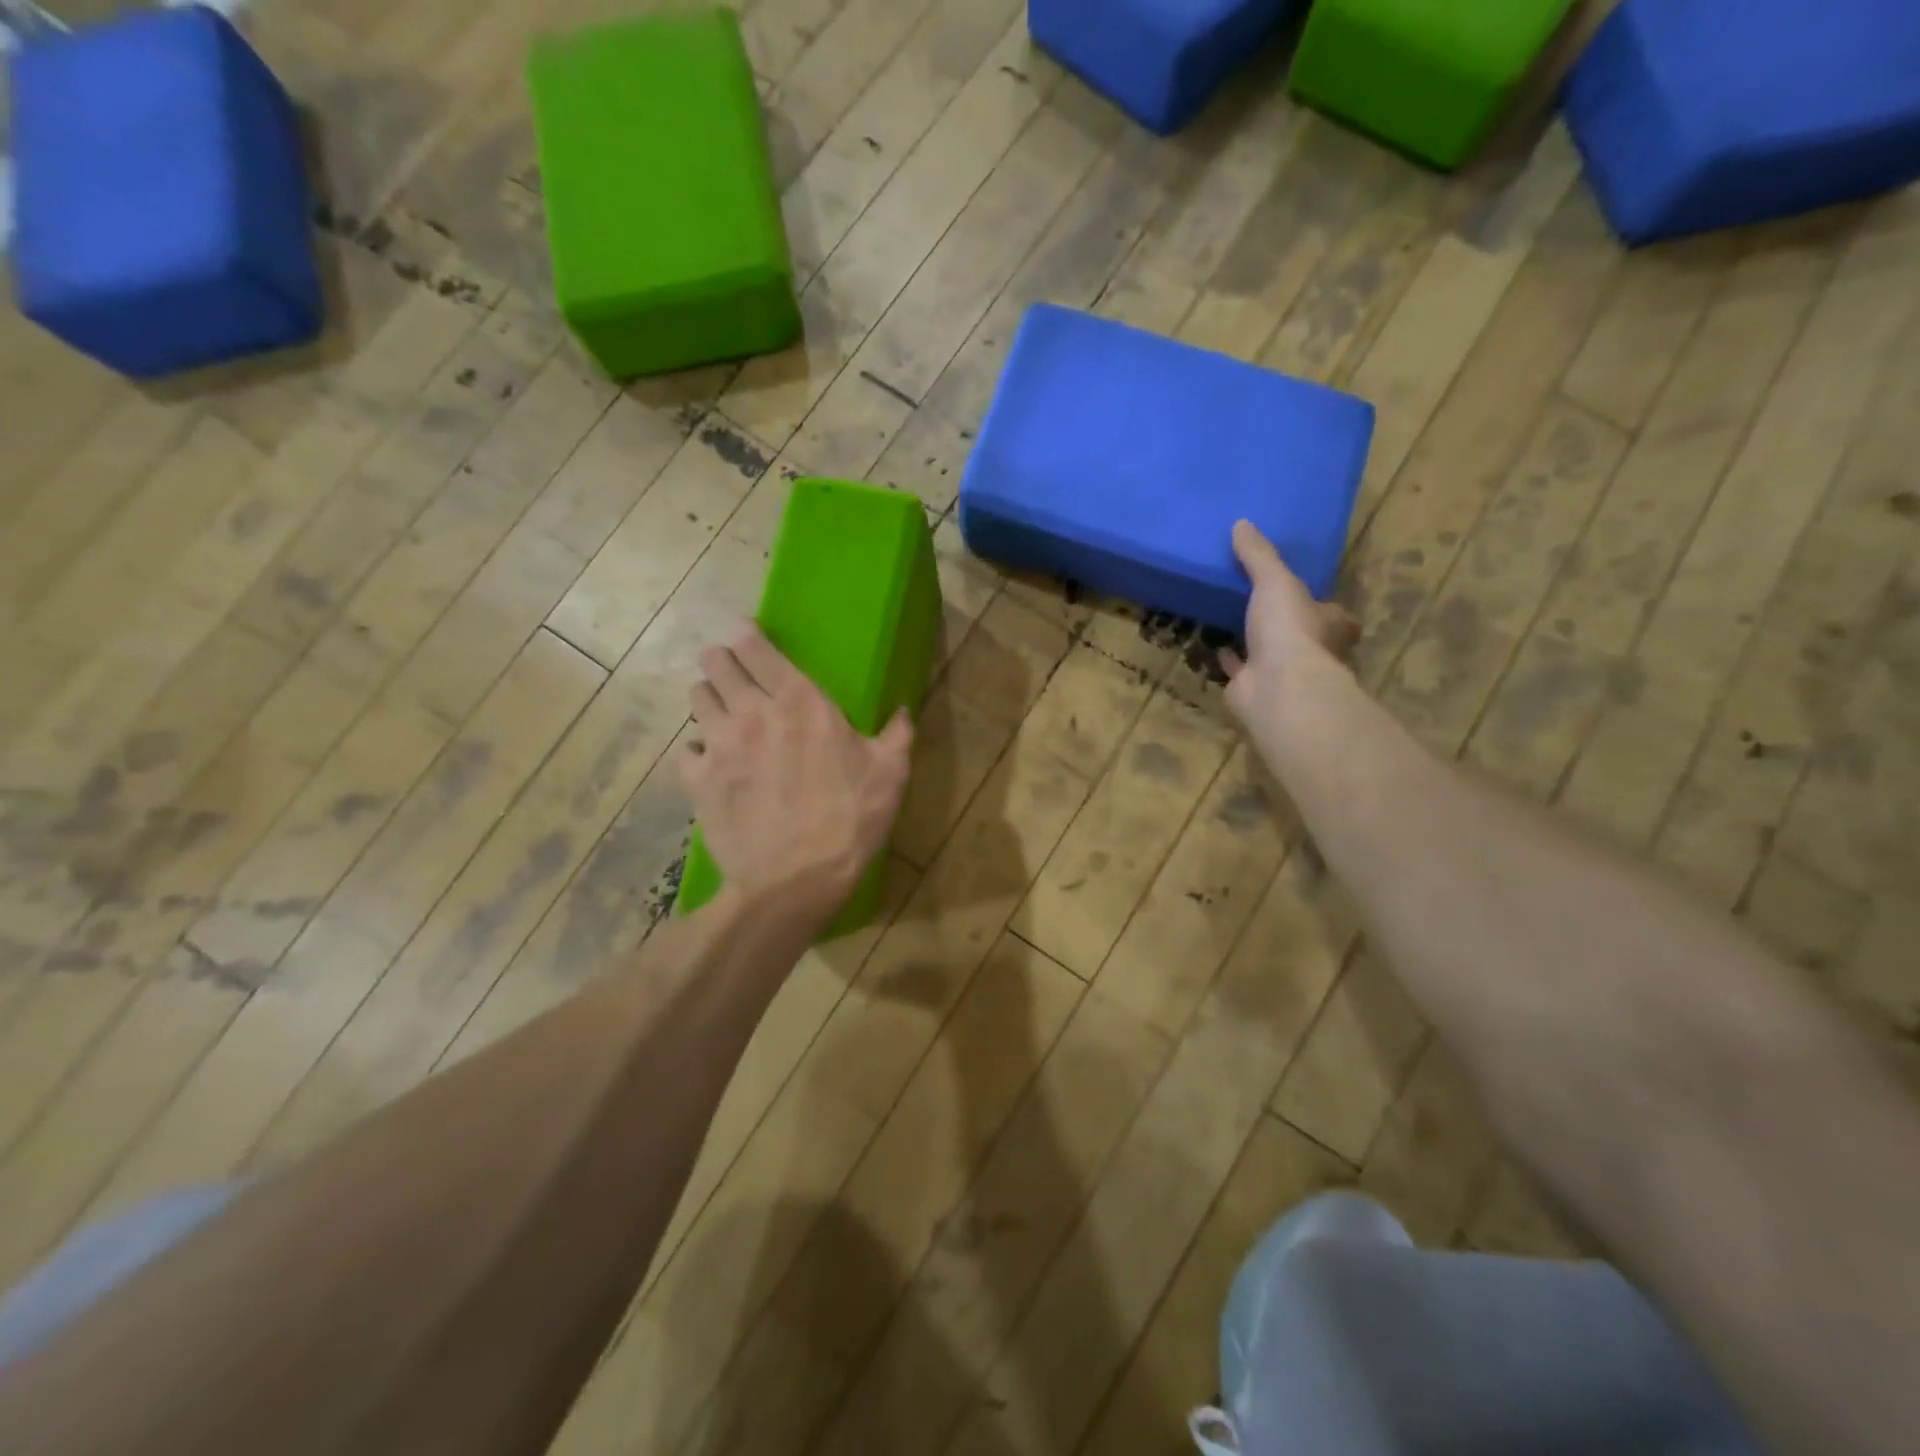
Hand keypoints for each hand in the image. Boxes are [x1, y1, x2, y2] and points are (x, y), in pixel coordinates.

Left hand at [678, 624, 913, 922]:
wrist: (797, 879)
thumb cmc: (850, 820)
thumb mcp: (890, 774)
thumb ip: (897, 734)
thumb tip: (902, 711)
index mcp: (800, 701)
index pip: (756, 646)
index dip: (746, 634)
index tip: (746, 634)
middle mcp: (752, 711)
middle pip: (715, 663)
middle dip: (721, 661)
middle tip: (732, 672)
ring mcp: (719, 744)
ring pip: (696, 697)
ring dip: (708, 698)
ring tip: (720, 712)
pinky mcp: (697, 779)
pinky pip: (684, 749)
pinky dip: (695, 750)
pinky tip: (708, 763)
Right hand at [1220, 520, 1358, 724]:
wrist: (1276, 687)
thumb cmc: (1289, 629)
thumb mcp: (1275, 581)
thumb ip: (1259, 556)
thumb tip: (1241, 523)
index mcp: (1331, 624)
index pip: (1333, 612)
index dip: (1319, 603)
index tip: (1302, 593)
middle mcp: (1314, 651)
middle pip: (1303, 634)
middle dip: (1286, 623)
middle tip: (1263, 605)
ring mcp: (1284, 673)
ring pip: (1270, 653)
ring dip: (1256, 641)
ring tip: (1235, 619)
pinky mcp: (1255, 688)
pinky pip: (1240, 669)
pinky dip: (1230, 659)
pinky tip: (1216, 646)